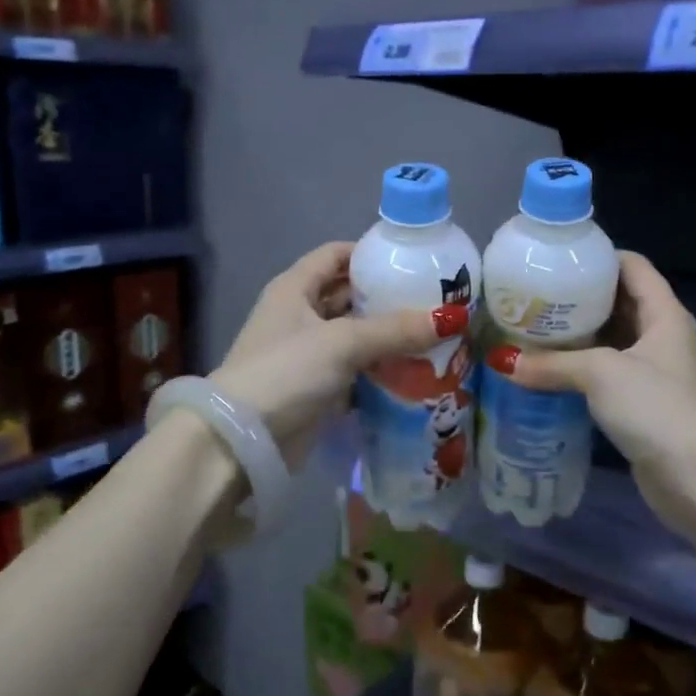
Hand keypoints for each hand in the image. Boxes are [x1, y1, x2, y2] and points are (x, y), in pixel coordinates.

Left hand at [212, 242, 467, 470]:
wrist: (242, 441)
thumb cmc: (287, 371)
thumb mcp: (343, 342)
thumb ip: (396, 329)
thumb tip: (453, 317)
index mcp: (294, 288)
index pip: (335, 255)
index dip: (369, 253)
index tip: (411, 260)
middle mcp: (298, 315)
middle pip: (347, 296)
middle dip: (386, 299)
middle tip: (434, 302)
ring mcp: (304, 354)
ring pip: (353, 336)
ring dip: (386, 338)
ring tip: (433, 336)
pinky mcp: (314, 388)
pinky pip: (353, 370)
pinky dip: (378, 370)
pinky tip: (413, 372)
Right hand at [485, 252, 695, 573]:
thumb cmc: (658, 409)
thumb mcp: (601, 374)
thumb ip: (551, 363)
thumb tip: (501, 360)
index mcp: (664, 313)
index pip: (632, 265)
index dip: (596, 256)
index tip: (554, 259)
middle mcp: (661, 336)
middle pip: (617, 301)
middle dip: (576, 298)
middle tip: (530, 295)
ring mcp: (652, 372)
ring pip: (608, 341)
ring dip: (574, 336)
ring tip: (528, 328)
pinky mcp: (641, 404)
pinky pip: (604, 373)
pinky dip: (578, 369)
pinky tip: (545, 371)